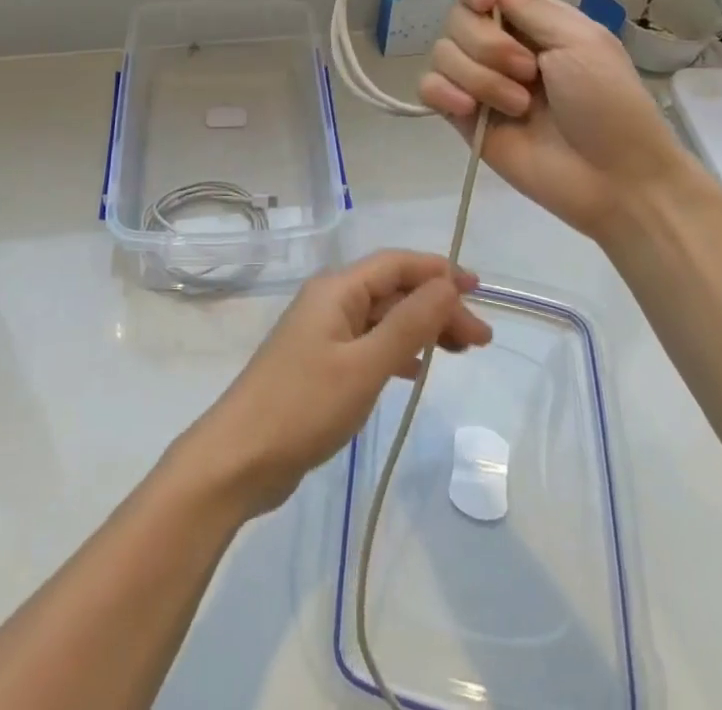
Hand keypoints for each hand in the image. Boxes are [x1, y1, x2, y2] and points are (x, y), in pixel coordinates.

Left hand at [176, 251, 491, 517]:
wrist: (240, 457)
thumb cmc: (305, 406)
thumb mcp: (365, 365)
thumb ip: (408, 324)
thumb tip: (447, 283)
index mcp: (336, 289)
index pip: (396, 264)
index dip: (438, 271)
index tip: (480, 290)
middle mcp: (330, 301)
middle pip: (392, 291)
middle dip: (437, 306)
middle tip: (481, 340)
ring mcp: (323, 333)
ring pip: (382, 317)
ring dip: (421, 328)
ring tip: (461, 352)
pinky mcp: (320, 363)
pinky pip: (369, 343)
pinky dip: (397, 350)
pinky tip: (415, 370)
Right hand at [418, 0, 699, 241]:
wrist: (614, 178)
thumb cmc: (610, 104)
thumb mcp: (580, 42)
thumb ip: (530, 6)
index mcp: (530, 23)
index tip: (484, 3)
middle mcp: (499, 47)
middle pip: (456, 20)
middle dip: (487, 45)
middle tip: (529, 72)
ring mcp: (479, 84)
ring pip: (442, 54)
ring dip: (479, 78)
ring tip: (518, 106)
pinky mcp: (463, 119)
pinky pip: (429, 88)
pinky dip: (443, 93)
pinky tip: (469, 111)